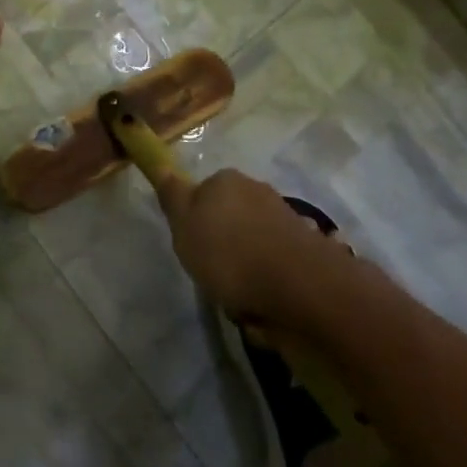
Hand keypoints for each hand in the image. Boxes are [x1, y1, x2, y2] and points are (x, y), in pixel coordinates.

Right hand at [155, 168, 351, 326]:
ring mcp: (284, 216)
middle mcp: (257, 190)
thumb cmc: (229, 253)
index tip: (193, 248)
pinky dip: (268, 279)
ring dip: (247, 264)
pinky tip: (265, 302)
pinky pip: (275, 262)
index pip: (202, 193)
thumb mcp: (184, 226)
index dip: (195, 222)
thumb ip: (173, 196)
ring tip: (241, 295)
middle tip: (214, 273)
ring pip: (253, 240)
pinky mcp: (305, 246)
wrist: (299, 286)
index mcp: (226, 180)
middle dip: (224, 242)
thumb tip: (162, 164)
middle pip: (230, 216)